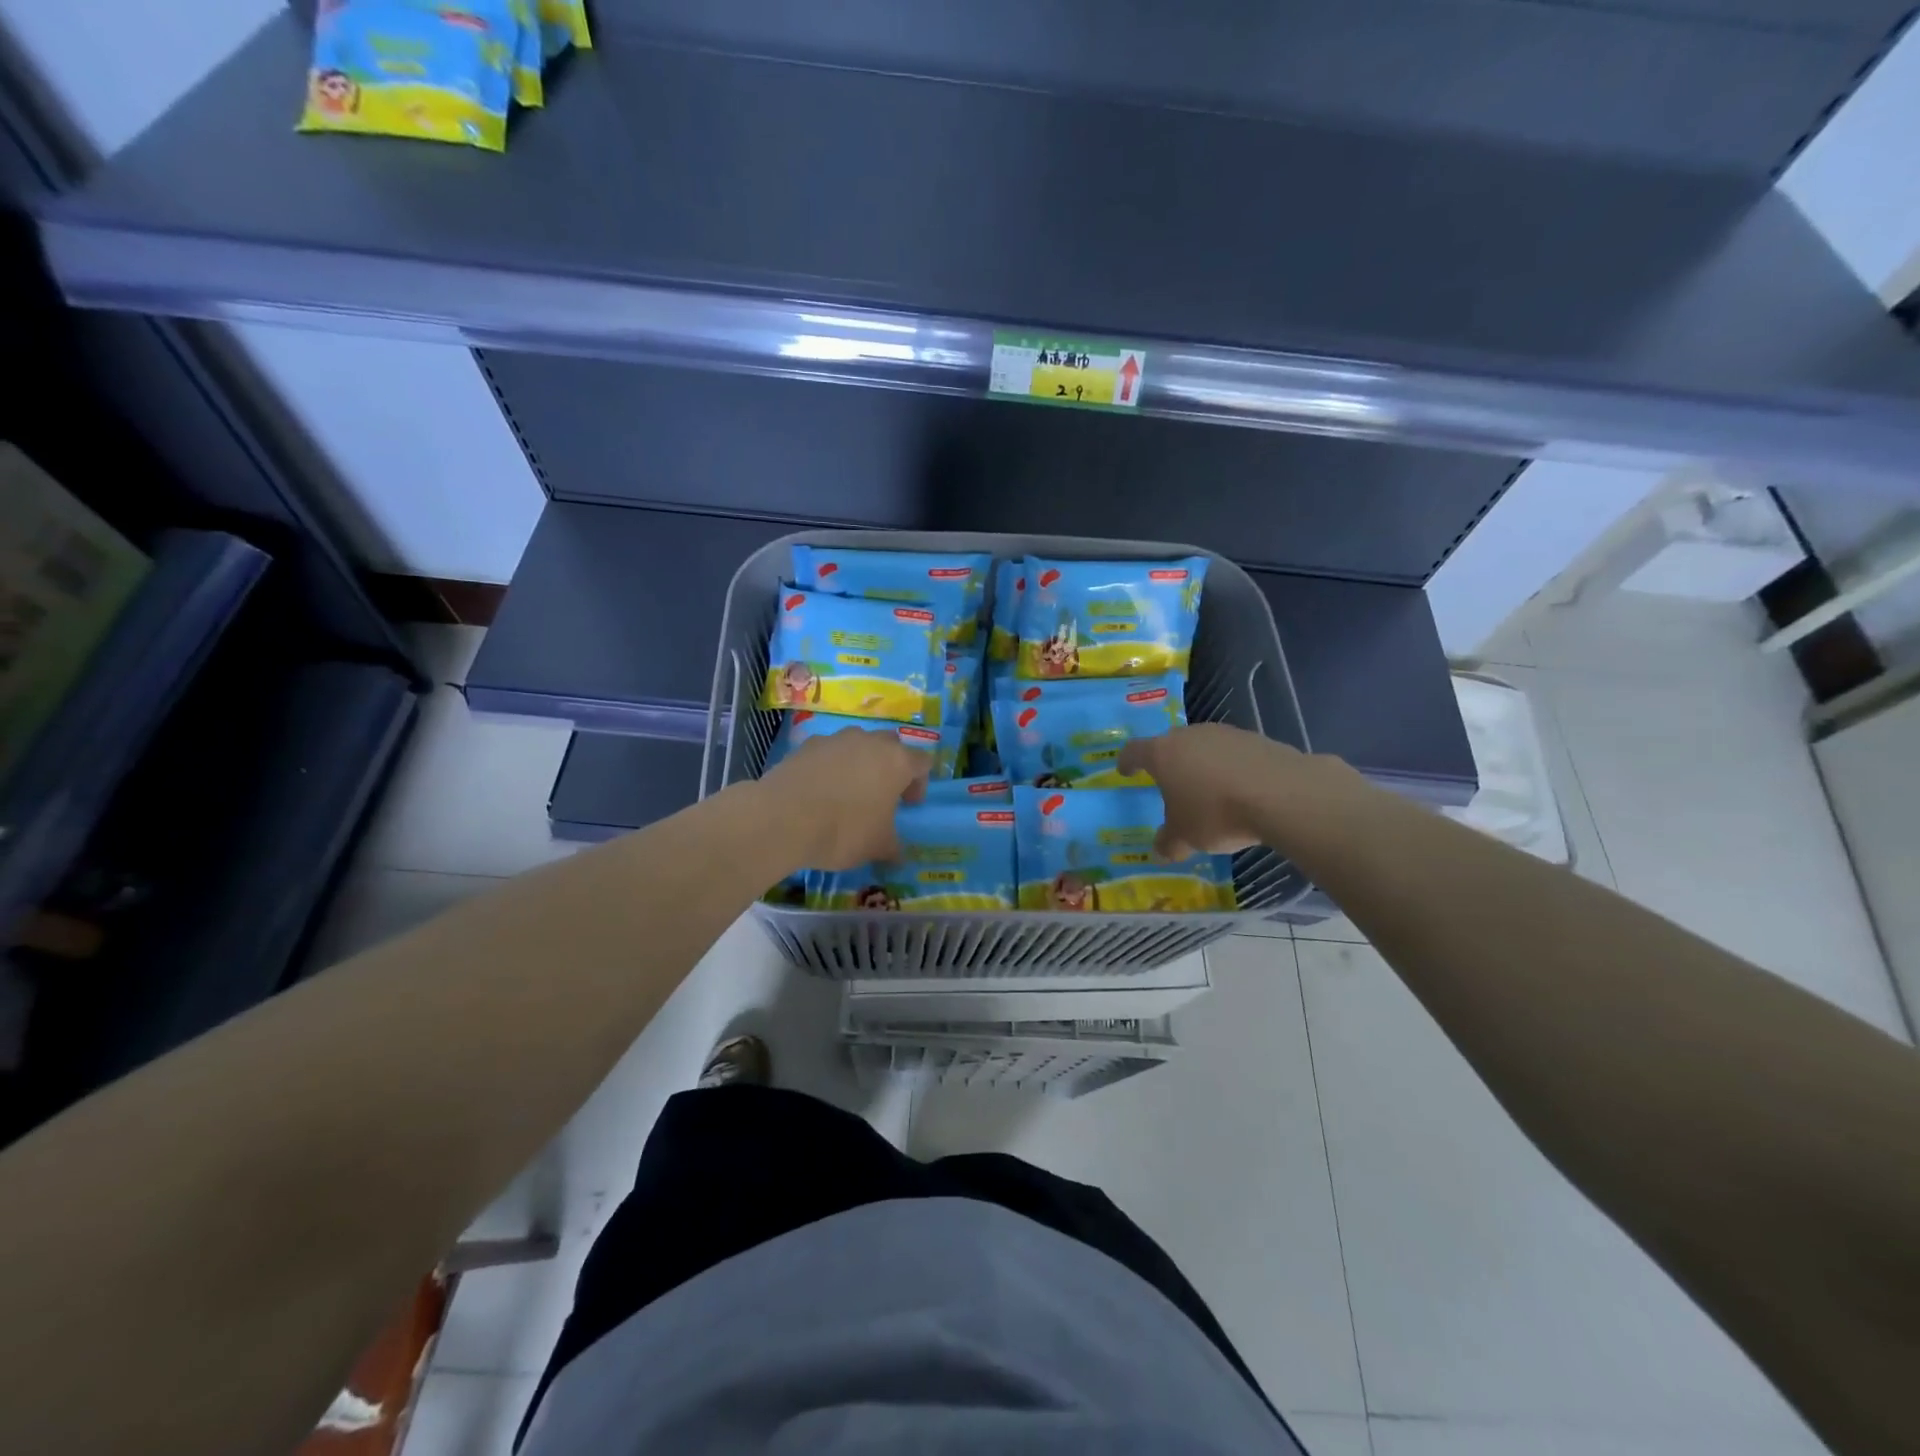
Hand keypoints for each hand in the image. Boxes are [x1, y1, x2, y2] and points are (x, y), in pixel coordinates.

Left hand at [754, 728, 929, 869]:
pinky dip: (829, 766)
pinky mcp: (806, 745)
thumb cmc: (843, 830)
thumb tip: (898, 855)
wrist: (783, 818)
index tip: (908, 804)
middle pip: (891, 745)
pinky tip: (819, 790)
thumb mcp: (877, 847)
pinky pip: (827, 752)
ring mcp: (836, 739)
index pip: (922, 761)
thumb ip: (893, 847)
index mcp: (897, 762)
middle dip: (890, 766)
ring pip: (857, 744)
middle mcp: (869, 742)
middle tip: (882, 794)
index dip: (919, 783)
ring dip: (859, 762)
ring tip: (847, 791)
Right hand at [1118, 723, 1350, 858]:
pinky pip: (1234, 754)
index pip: (1134, 751)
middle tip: (1170, 783)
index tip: (1125, 770)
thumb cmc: (1216, 813)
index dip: (1127, 761)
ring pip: (1204, 747)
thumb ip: (1169, 842)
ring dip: (1202, 764)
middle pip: (1171, 745)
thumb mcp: (1185, 837)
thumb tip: (1161, 851)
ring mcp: (1225, 734)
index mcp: (1162, 754)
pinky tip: (1241, 790)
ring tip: (1209, 790)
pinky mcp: (1256, 739)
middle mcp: (1190, 736)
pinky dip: (1231, 768)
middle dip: (1169, 763)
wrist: (1281, 794)